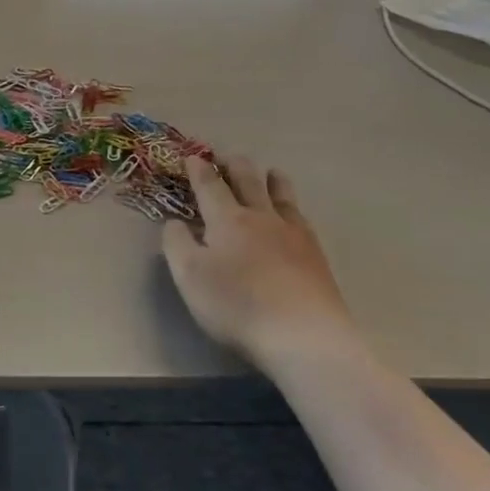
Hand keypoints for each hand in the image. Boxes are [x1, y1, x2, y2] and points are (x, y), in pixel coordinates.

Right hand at [162, 155, 351, 361]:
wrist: (303, 334)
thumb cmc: (236, 305)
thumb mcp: (189, 277)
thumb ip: (176, 244)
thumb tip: (174, 222)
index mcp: (227, 220)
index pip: (209, 186)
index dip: (198, 170)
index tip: (192, 156)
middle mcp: (260, 217)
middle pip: (248, 181)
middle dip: (234, 166)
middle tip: (226, 157)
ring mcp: (292, 233)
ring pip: (281, 195)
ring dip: (272, 180)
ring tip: (270, 172)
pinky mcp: (315, 254)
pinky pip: (301, 217)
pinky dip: (292, 207)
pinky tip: (294, 214)